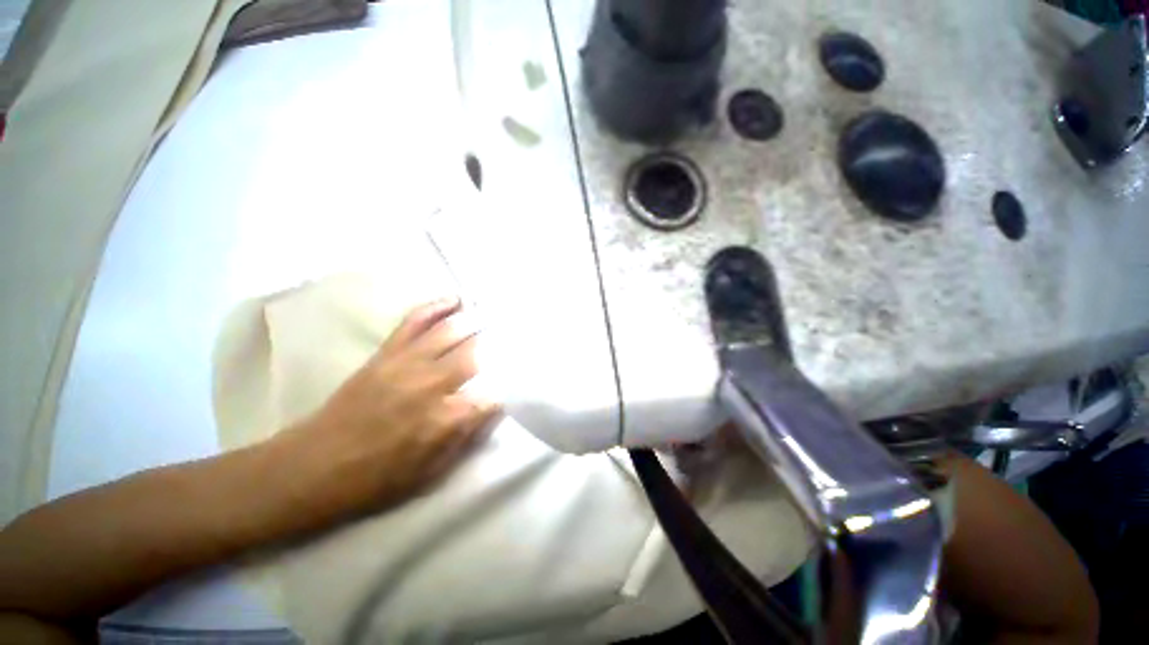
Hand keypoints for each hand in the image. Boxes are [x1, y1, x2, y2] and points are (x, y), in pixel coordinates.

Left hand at [281, 297, 500, 515]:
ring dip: (476, 321)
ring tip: (491, 315)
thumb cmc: (377, 478)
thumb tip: (492, 408)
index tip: (515, 383)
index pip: (492, 394)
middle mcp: (432, 384)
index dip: (507, 388)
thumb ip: (467, 437)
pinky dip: (436, 307)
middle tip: (511, 340)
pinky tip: (454, 300)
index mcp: (445, 419)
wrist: (314, 466)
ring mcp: (407, 363)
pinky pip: (415, 321)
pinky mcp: (387, 353)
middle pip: (477, 354)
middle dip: (498, 346)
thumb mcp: (431, 473)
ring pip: (451, 331)